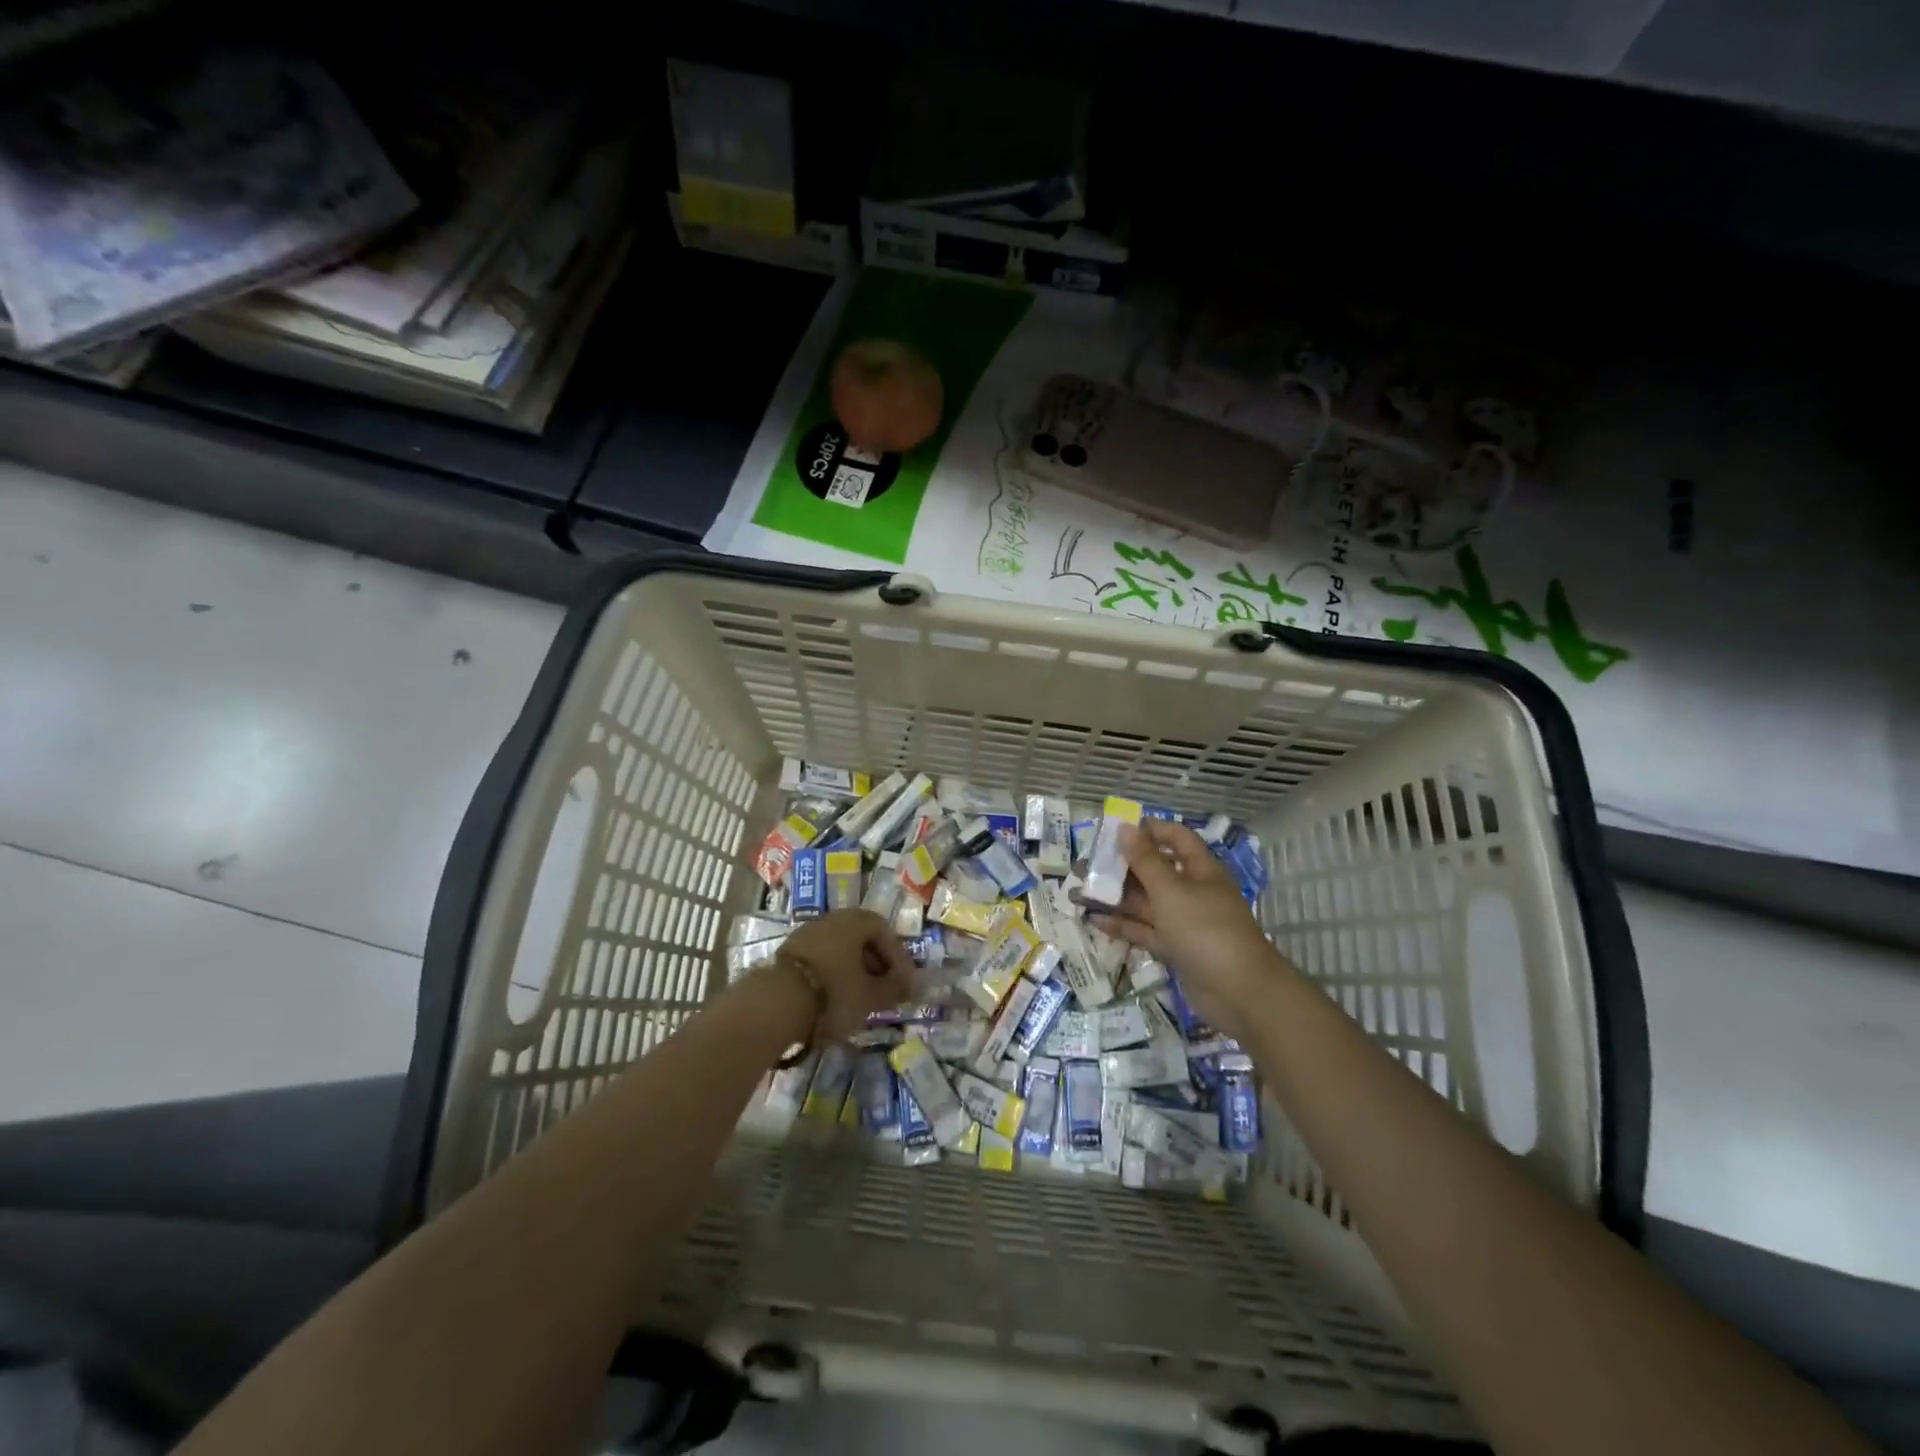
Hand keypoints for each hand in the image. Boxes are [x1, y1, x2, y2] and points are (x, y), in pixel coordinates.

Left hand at [774, 909, 915, 1041]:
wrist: (775, 1004)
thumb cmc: (834, 993)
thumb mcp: (870, 996)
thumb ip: (892, 990)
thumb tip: (907, 986)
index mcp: (854, 921)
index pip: (884, 930)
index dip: (897, 956)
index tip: (903, 982)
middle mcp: (830, 919)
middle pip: (860, 937)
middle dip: (875, 963)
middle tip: (883, 989)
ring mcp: (806, 934)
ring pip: (839, 948)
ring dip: (853, 970)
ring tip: (859, 998)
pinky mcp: (787, 953)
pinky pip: (820, 958)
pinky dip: (832, 974)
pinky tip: (833, 998)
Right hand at [1085, 819, 1283, 1038]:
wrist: (1239, 992)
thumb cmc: (1206, 929)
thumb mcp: (1171, 891)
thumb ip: (1145, 861)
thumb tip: (1126, 828)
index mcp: (1200, 870)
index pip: (1176, 839)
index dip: (1150, 830)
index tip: (1117, 829)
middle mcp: (1192, 891)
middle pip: (1155, 871)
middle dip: (1123, 866)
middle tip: (1088, 863)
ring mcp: (1184, 922)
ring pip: (1146, 903)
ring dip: (1116, 897)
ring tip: (1081, 892)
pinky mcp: (1176, 948)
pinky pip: (1145, 931)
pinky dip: (1123, 925)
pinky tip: (1094, 920)